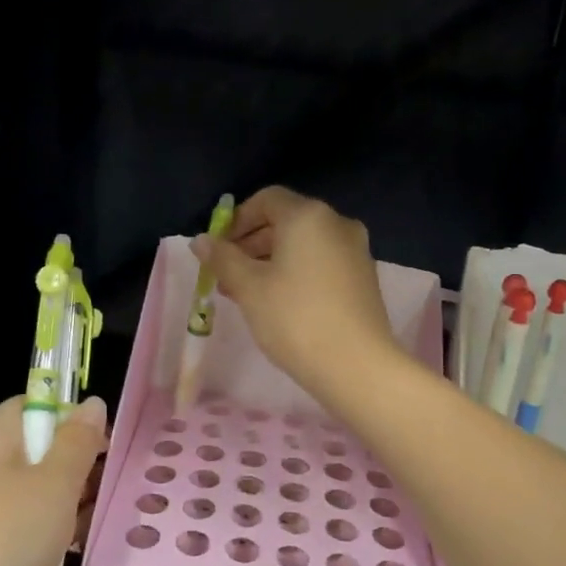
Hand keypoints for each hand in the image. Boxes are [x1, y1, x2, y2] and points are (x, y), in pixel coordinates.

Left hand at [0, 395, 106, 565]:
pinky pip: (32, 530)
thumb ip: (78, 441)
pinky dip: (56, 537)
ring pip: (41, 493)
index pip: (37, 405)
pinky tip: (80, 550)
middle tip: (118, 483)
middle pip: (42, 450)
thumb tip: (92, 403)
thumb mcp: (54, 483)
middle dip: (82, 466)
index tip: (110, 443)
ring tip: (107, 518)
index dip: (75, 418)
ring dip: (74, 505)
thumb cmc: (3, 539)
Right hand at [194, 187, 397, 400]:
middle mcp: (337, 223)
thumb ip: (223, 258)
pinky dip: (297, 272)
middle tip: (226, 276)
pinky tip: (279, 303)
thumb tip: (200, 240)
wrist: (357, 365)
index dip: (237, 220)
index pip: (266, 200)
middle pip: (286, 221)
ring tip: (246, 294)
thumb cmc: (295, 319)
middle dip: (251, 244)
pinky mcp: (364, 277)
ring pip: (304, 245)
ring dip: (271, 261)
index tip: (218, 250)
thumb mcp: (249, 288)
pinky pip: (322, 262)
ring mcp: (355, 250)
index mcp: (308, 216)